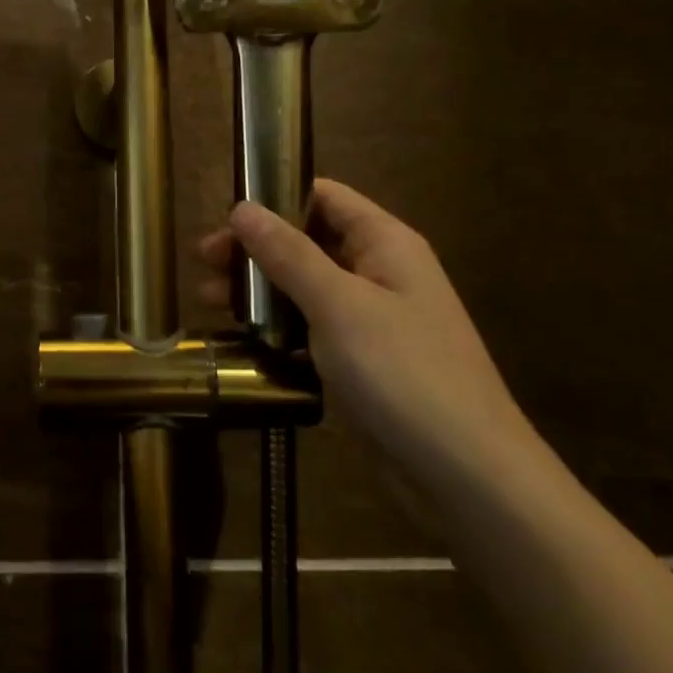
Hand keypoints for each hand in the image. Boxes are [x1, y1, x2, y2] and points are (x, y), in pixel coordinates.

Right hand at [198, 181, 536, 486]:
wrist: (467, 475)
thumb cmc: (403, 373)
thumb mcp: (338, 305)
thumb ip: (288, 253)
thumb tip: (242, 208)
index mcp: (384, 243)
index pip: (323, 197)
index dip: (274, 199)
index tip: (224, 220)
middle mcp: (379, 271)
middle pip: (307, 241)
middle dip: (255, 249)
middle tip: (205, 265)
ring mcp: (371, 319)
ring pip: (305, 287)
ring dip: (259, 290)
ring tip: (211, 303)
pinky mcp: (362, 360)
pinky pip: (312, 328)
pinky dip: (278, 328)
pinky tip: (244, 341)